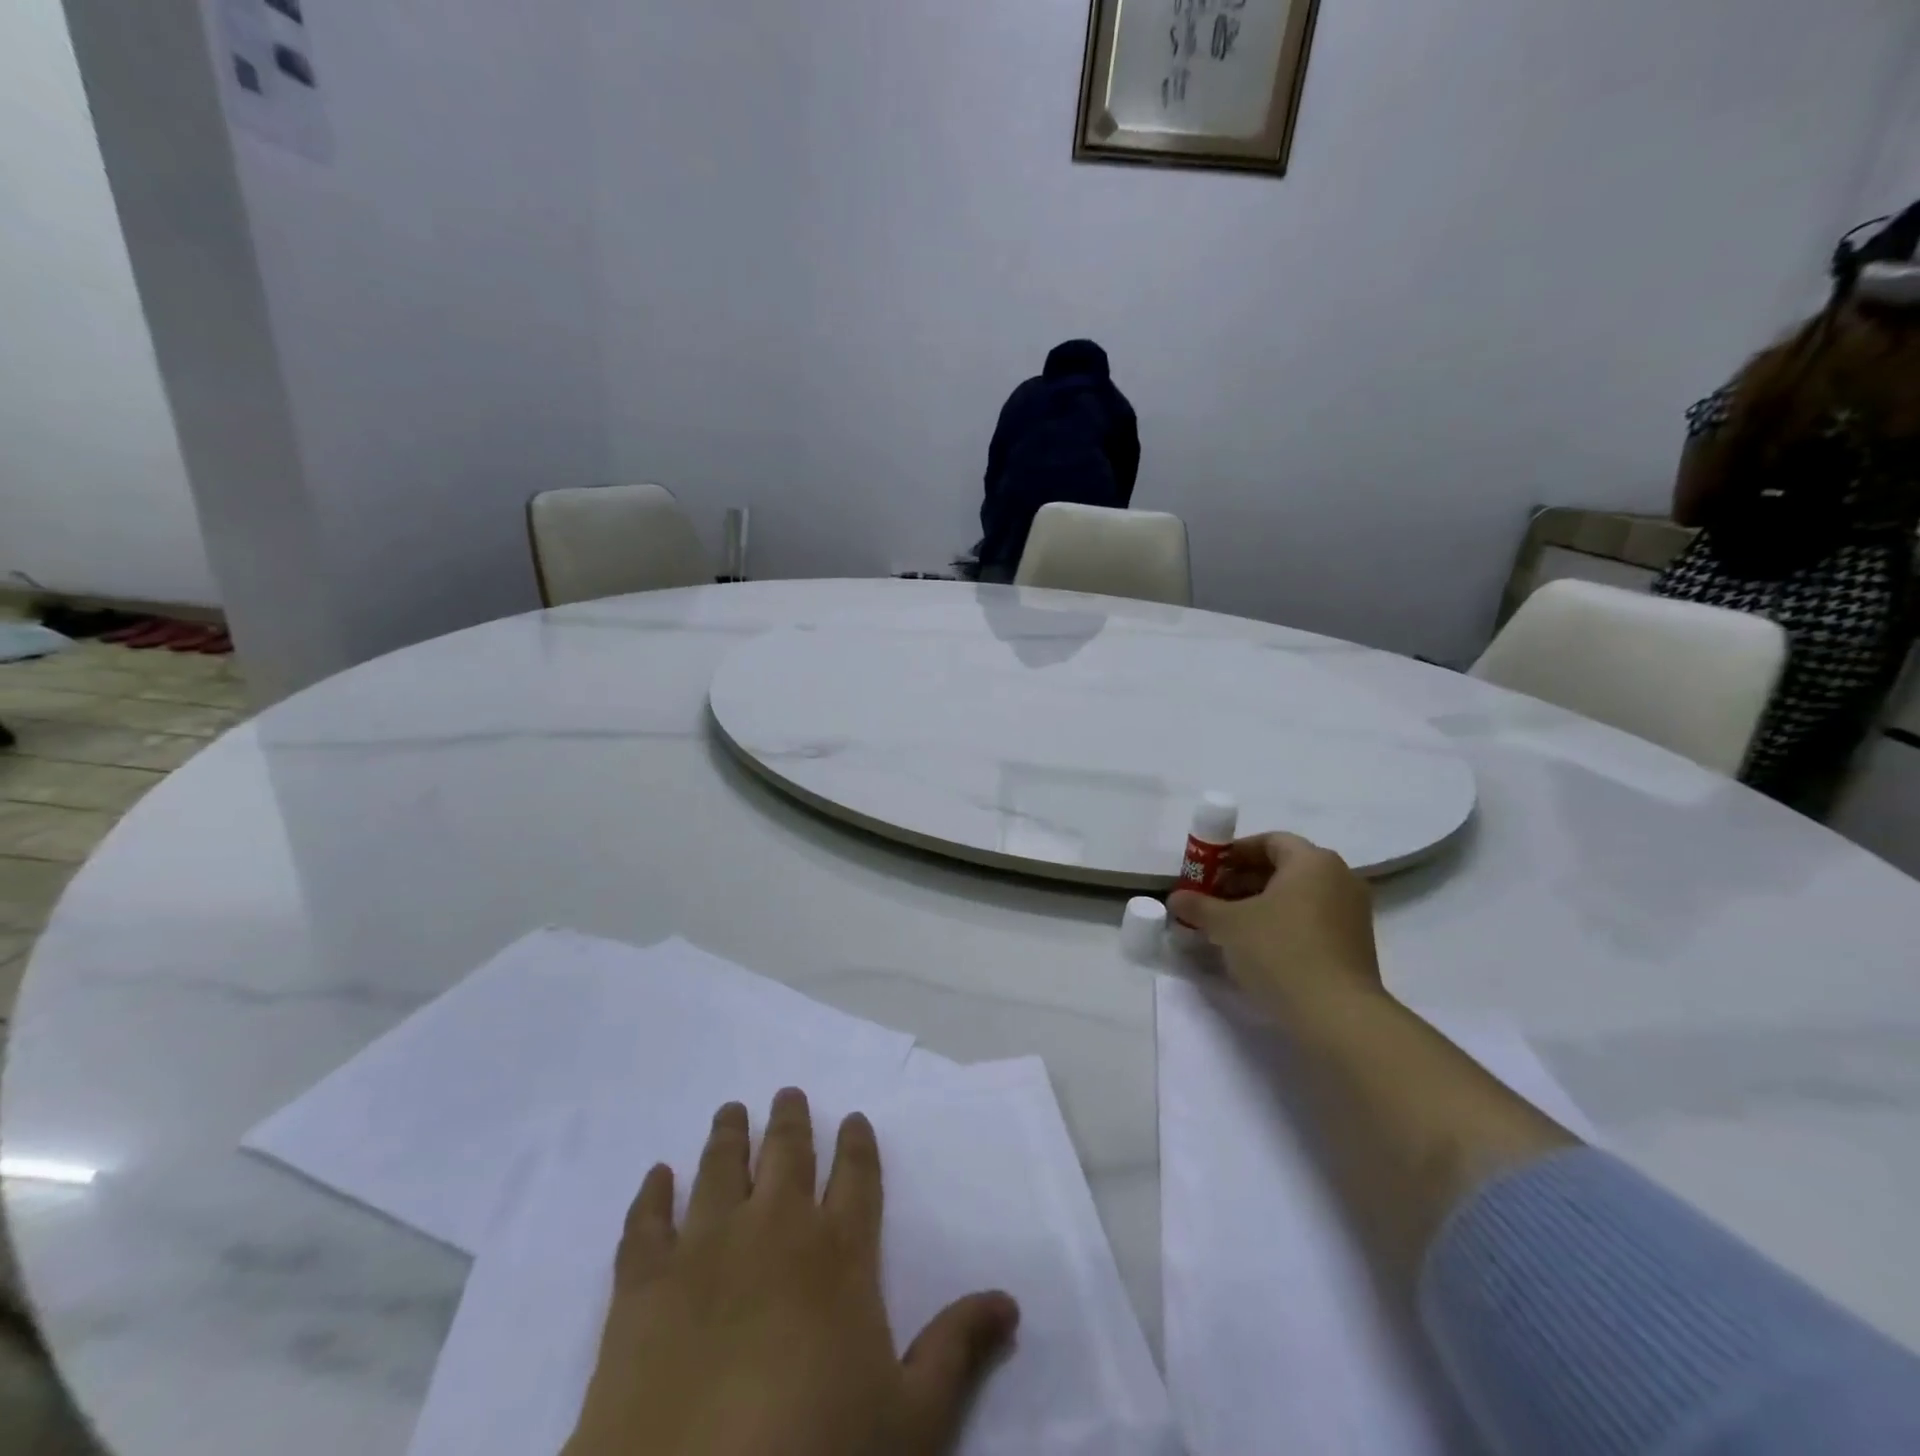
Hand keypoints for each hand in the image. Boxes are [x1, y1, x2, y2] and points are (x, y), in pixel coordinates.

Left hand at [566, 1089, 1019, 1455]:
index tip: (854, 1118)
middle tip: (787, 1094)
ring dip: (729, 1136)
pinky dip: (652, 1194)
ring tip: (732, 1111)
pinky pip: (646, 1223)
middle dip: (791, 1121)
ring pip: (720, 1169)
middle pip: (787, 1155)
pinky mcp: (641, 1288)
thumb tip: (1010, 1299)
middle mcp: (775, 1231)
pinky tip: (657, 1175)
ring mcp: (705, 1251)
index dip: (858, 1143)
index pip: (857, 1176)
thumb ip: (958, 1350)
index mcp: (840, 1254)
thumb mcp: (912, 1421)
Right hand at [1167, 832, 1381, 1017]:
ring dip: (1260, 904)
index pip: (1269, 841)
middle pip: (1283, 868)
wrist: (1337, 1016)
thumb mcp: (1227, 924)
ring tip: (1228, 926)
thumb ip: (1199, 906)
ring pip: (1297, 896)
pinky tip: (1256, 947)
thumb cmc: (1280, 951)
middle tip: (1211, 899)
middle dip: (1242, 880)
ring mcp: (1352, 913)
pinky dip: (1282, 924)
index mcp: (1312, 861)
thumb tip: (1177, 898)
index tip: (1207, 872)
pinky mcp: (1355, 945)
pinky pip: (1311, 920)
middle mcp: (1339, 878)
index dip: (1233, 853)